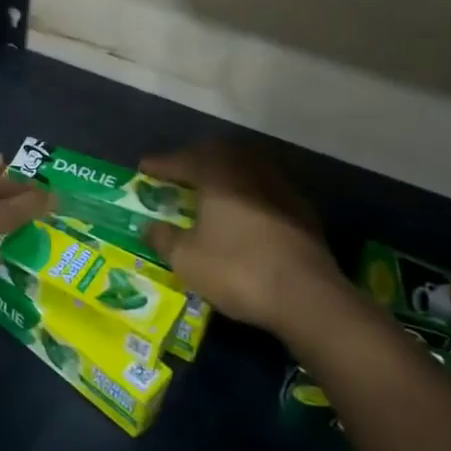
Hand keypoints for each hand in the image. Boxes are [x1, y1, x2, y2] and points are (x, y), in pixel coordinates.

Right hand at [140, 141, 359, 347]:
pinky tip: (242, 213)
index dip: (160, 164)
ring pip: (244, 168)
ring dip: (223, 175)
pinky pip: (264, 188)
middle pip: (217, 154)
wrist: (307, 296)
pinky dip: (246, 193)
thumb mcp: (186, 259)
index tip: (143, 168)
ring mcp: (280, 187)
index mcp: (218, 174)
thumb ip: (163, 238)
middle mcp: (249, 170)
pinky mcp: (301, 209)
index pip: (182, 160)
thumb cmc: (237, 270)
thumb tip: (150, 226)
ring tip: (208, 191)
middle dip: (194, 161)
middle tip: (177, 174)